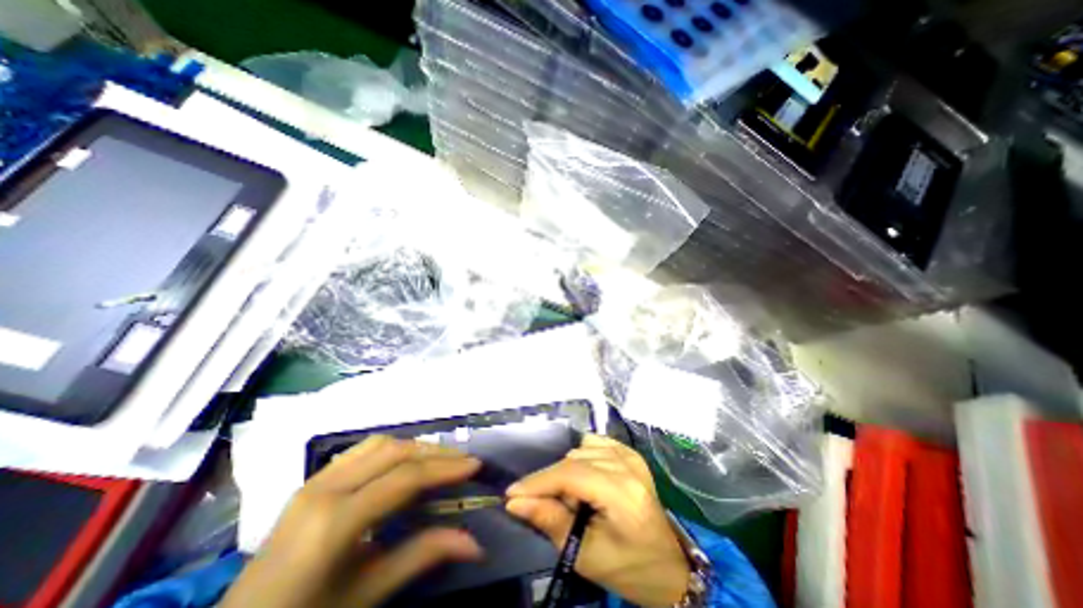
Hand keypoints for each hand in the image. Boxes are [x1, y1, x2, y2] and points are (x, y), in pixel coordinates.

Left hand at [218, 436, 482, 607]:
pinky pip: (361, 450)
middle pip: (395, 451)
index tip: (475, 465)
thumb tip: (475, 544)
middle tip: (463, 462)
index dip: (445, 468)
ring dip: (414, 446)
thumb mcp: (366, 595)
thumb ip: (422, 557)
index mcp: (335, 521)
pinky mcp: (312, 481)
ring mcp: (314, 480)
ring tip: (439, 460)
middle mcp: (325, 489)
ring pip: (378, 444)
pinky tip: (404, 462)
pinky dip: (392, 449)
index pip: (405, 478)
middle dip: (435, 452)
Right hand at [507, 434, 689, 605]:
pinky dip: (581, 457)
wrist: (668, 567)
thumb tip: (516, 502)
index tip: (511, 493)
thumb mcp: (586, 555)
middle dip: (551, 481)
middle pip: (574, 459)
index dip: (538, 481)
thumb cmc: (629, 568)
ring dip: (566, 470)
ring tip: (571, 498)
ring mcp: (630, 455)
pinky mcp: (630, 453)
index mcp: (622, 492)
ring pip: (581, 449)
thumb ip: (550, 522)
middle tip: (542, 505)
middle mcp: (627, 465)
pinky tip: (583, 478)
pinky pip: (594, 443)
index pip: (571, 474)